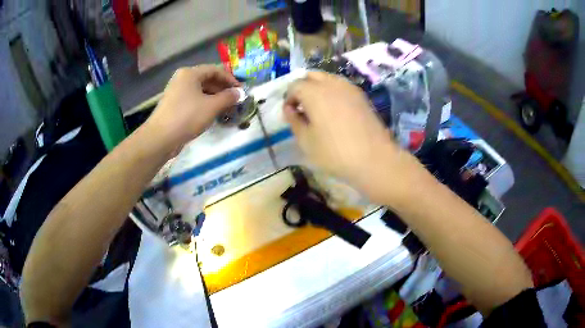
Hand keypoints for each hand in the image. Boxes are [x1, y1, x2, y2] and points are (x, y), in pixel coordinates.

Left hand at [146, 65, 239, 149]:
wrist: (160, 138)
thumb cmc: (187, 117)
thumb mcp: (212, 106)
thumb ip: (228, 97)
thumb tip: (239, 93)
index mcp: (190, 73)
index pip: (215, 70)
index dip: (230, 79)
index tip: (240, 90)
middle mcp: (182, 79)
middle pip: (207, 79)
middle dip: (222, 89)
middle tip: (235, 100)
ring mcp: (176, 92)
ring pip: (200, 90)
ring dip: (214, 97)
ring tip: (226, 108)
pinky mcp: (174, 105)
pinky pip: (193, 100)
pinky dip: (204, 104)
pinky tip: (212, 114)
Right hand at [284, 72, 413, 202]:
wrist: (374, 159)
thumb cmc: (335, 153)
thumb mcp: (306, 141)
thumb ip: (294, 121)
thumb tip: (289, 109)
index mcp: (315, 93)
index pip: (295, 86)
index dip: (288, 98)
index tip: (290, 113)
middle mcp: (332, 84)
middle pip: (311, 76)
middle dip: (302, 88)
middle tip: (302, 107)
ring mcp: (349, 88)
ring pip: (327, 78)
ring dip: (318, 88)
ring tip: (318, 108)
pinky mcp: (361, 96)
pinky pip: (341, 86)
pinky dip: (332, 91)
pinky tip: (334, 110)